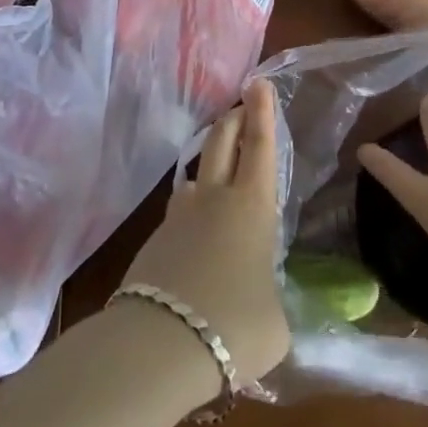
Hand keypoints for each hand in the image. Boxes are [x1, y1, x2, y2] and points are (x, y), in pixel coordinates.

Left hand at [116, 78, 289, 389]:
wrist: (159, 344)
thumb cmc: (234, 325)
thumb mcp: (275, 323)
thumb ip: (271, 301)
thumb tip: (262, 305)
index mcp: (251, 206)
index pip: (260, 146)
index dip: (262, 112)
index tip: (258, 82)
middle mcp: (214, 199)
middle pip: (222, 142)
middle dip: (234, 119)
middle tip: (240, 106)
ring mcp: (178, 217)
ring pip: (195, 177)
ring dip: (209, 167)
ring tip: (218, 178)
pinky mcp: (153, 243)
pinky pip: (178, 216)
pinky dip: (190, 216)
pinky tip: (195, 241)